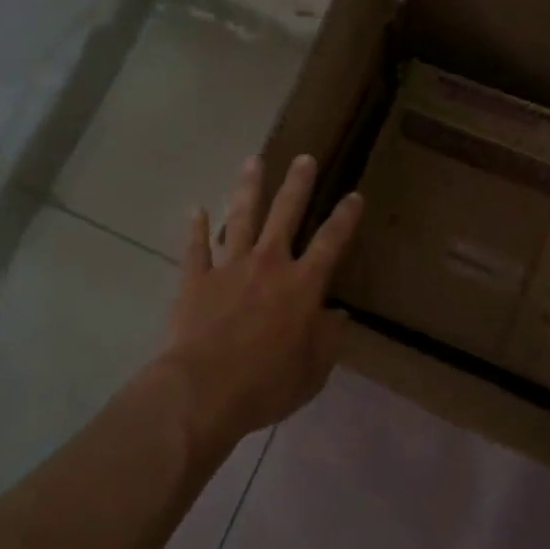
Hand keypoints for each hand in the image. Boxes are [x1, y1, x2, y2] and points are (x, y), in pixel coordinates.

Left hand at [153, 155, 363, 447]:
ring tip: (253, 161)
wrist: (203, 390)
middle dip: (297, 184)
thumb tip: (338, 316)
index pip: (331, 242)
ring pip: (240, 218)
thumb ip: (328, 339)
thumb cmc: (266, 385)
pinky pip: (196, 248)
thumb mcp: (313, 370)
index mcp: (302, 286)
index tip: (354, 195)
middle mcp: (268, 265)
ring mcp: (228, 268)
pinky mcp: (196, 279)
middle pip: (285, 214)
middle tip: (304, 158)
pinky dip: (196, 228)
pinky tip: (195, 209)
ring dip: (248, 188)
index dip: (345, 218)